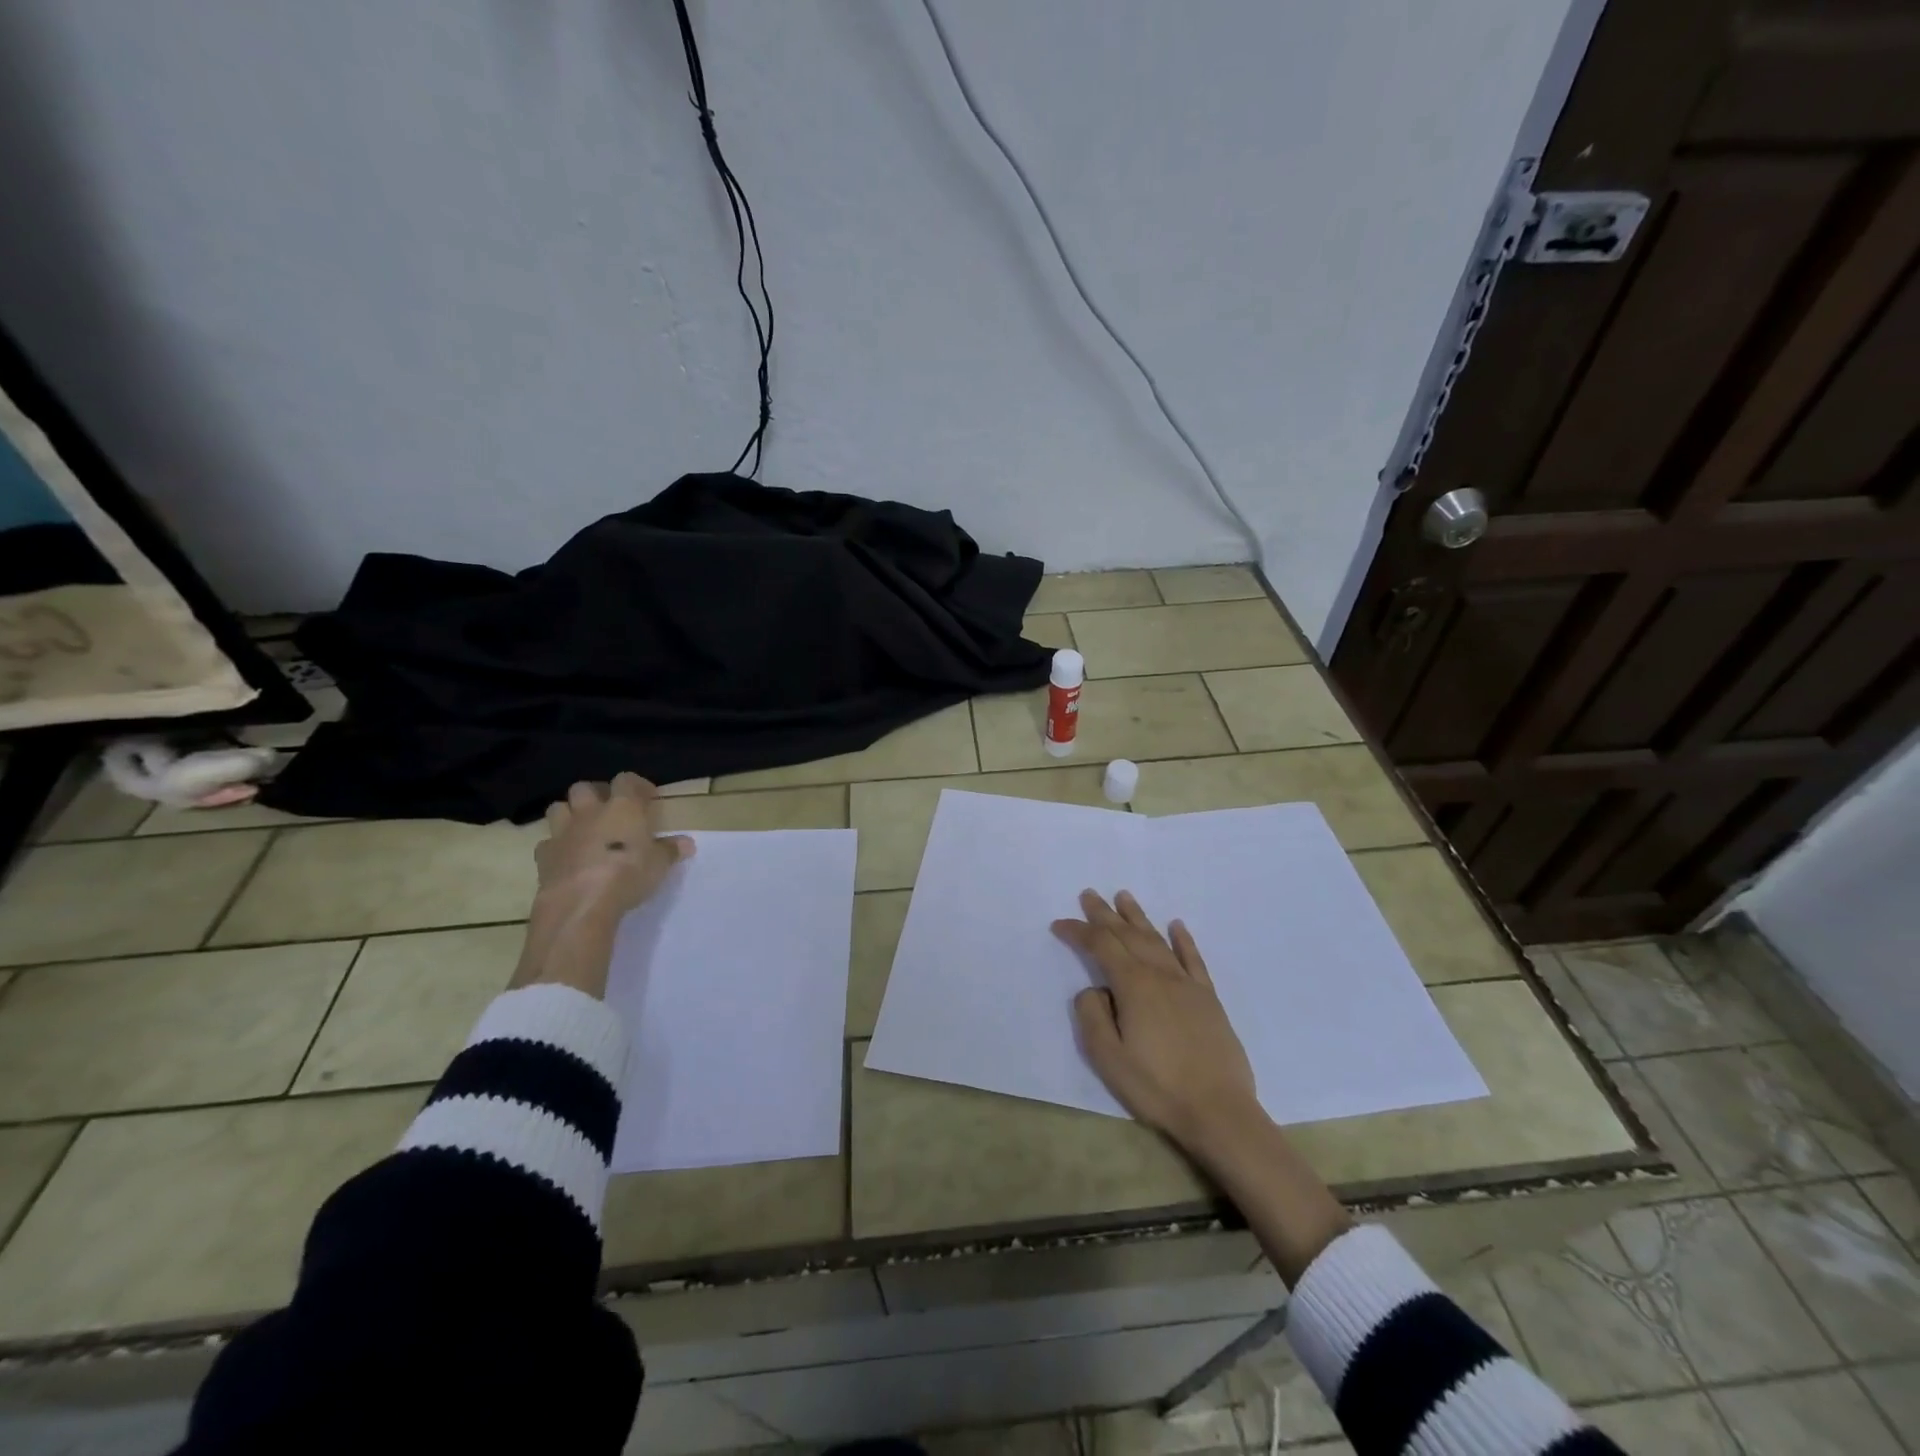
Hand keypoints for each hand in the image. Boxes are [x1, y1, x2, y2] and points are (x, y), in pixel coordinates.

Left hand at [534, 773, 695, 924]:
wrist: (581, 901)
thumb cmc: (629, 874)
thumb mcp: (660, 864)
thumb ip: (671, 850)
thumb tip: (687, 843)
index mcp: (623, 807)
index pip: (626, 780)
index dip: (637, 785)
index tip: (648, 798)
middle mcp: (590, 812)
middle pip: (584, 788)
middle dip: (595, 794)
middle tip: (609, 810)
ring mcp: (563, 832)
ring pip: (558, 808)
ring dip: (569, 813)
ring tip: (584, 828)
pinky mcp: (544, 856)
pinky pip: (547, 843)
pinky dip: (556, 847)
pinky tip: (567, 858)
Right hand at [1054, 890, 1350, 1282]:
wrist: (1219, 1111)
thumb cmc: (1157, 1086)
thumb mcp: (1108, 1058)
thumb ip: (1092, 1016)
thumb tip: (1093, 988)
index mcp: (1133, 986)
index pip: (1100, 946)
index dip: (1078, 932)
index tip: (1059, 924)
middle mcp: (1160, 974)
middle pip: (1128, 935)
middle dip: (1105, 914)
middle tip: (1089, 894)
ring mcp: (1187, 984)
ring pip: (1157, 940)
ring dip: (1138, 917)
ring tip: (1124, 897)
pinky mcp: (1208, 998)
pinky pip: (1193, 959)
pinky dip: (1183, 939)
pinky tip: (1177, 925)